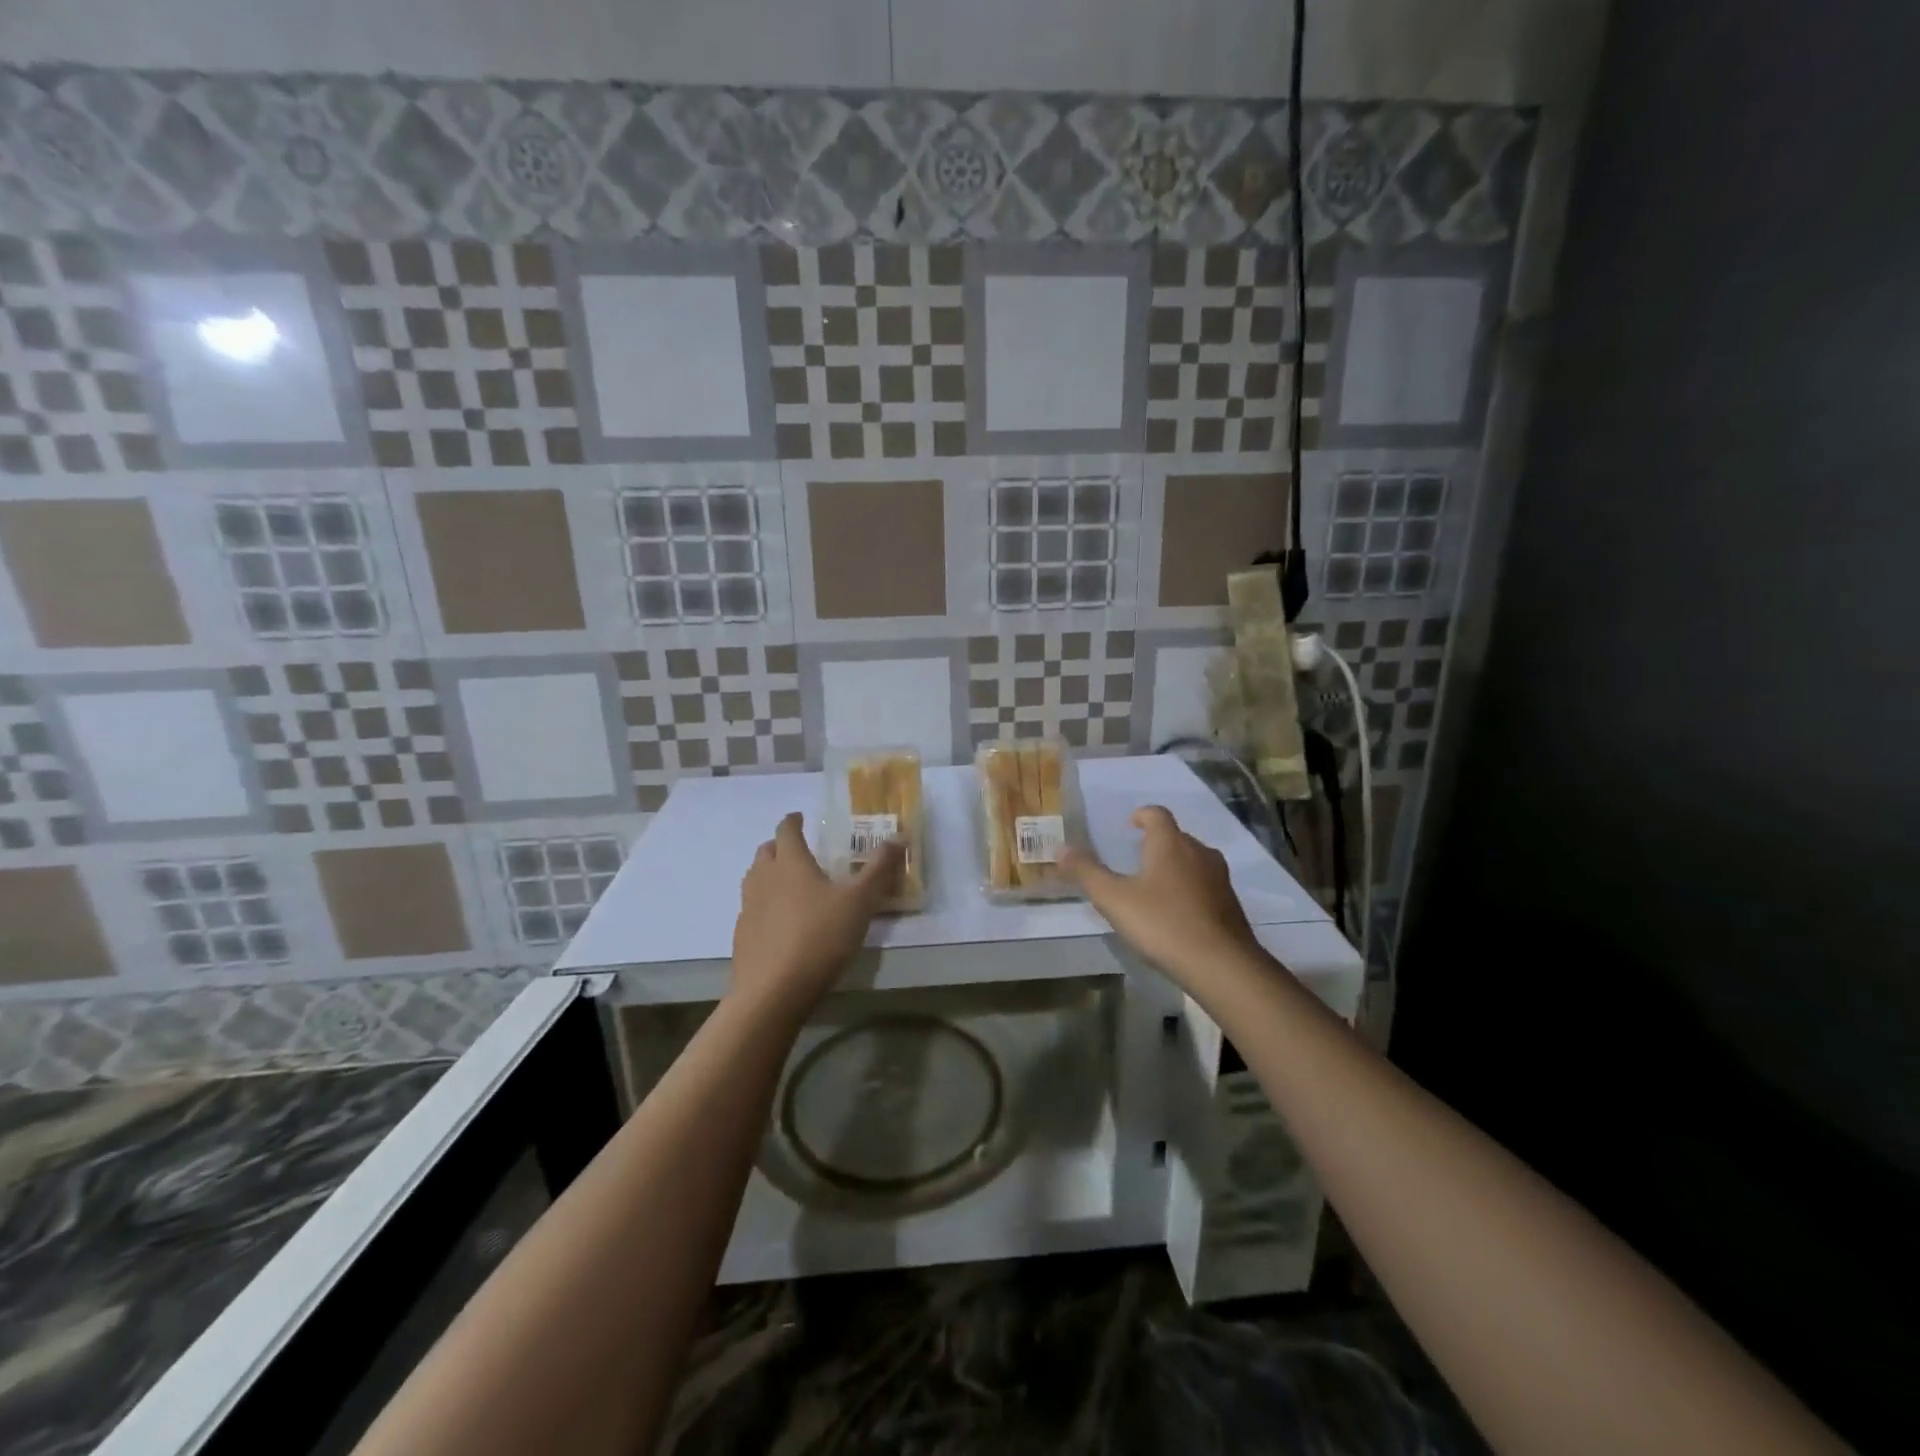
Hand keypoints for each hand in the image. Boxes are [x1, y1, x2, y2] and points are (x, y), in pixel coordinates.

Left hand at [732, 812, 903, 1016]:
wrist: (773, 991)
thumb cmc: (819, 937)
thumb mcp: (860, 902)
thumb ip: (879, 870)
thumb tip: (898, 838)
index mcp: (790, 863)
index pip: (786, 830)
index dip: (793, 821)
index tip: (800, 817)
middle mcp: (764, 878)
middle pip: (766, 852)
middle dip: (779, 846)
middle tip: (798, 850)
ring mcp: (748, 908)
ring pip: (754, 879)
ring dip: (768, 874)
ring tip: (788, 884)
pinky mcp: (742, 936)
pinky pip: (752, 909)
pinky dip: (764, 906)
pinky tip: (779, 923)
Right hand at [1060, 806, 1263, 986]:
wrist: (1221, 965)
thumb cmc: (1162, 924)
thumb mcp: (1113, 899)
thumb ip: (1086, 872)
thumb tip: (1060, 848)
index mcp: (1170, 844)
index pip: (1157, 814)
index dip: (1142, 816)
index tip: (1129, 825)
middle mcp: (1199, 852)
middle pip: (1176, 837)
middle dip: (1156, 844)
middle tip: (1135, 860)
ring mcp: (1219, 878)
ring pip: (1193, 861)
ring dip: (1174, 867)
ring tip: (1154, 888)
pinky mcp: (1230, 904)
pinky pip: (1205, 886)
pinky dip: (1189, 891)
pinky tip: (1176, 915)